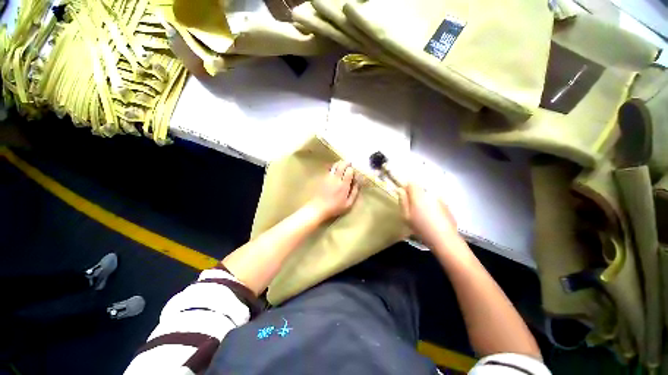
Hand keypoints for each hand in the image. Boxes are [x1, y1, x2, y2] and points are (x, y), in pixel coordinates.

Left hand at [308, 161, 359, 220]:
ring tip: (343, 163)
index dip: (352, 169)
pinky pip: (329, 169)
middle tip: (349, 163)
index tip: (354, 171)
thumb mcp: (348, 204)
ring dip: (340, 163)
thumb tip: (358, 183)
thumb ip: (354, 193)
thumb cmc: (335, 208)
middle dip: (346, 163)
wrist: (318, 208)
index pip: (349, 171)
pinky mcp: (323, 178)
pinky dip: (333, 167)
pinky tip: (335, 168)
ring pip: (335, 166)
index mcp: (343, 185)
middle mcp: (336, 179)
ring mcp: (328, 178)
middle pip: (342, 166)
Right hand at [398, 183, 457, 246]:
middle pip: (420, 189)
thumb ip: (403, 201)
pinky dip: (432, 206)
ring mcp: (440, 199)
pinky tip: (432, 218)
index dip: (406, 188)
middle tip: (412, 209)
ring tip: (422, 214)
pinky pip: (435, 201)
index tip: (404, 197)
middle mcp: (430, 194)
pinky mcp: (447, 206)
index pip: (411, 183)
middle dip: (415, 196)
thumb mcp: (406, 216)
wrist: (444, 239)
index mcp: (419, 195)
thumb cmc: (421, 228)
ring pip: (428, 195)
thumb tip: (400, 190)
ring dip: (424, 201)